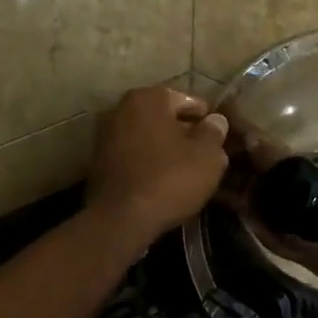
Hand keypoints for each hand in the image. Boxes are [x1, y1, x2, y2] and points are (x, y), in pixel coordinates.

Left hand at [86, 86, 230, 246]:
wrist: (122, 219)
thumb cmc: (170, 179)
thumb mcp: (207, 156)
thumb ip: (214, 132)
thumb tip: (216, 121)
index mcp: (148, 99)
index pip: (186, 99)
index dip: (206, 116)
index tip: (219, 133)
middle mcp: (121, 109)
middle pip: (163, 116)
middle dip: (184, 131)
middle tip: (205, 151)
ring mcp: (105, 135)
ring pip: (146, 136)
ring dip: (165, 147)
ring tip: (186, 167)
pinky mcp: (98, 162)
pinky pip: (133, 155)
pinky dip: (148, 161)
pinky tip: (163, 179)